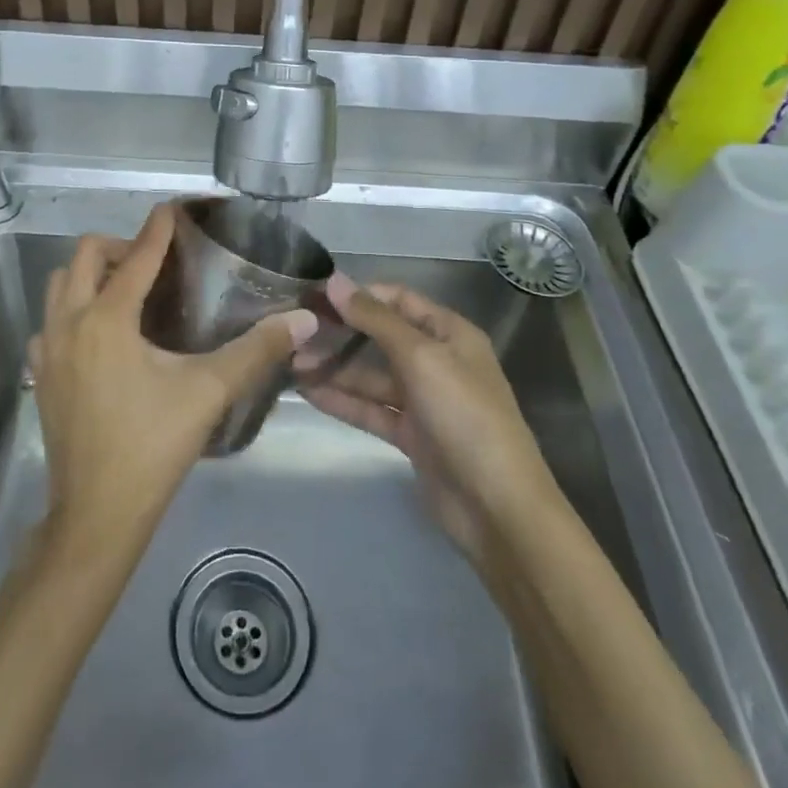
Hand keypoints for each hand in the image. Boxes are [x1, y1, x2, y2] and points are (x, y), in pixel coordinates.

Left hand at [30, 204, 315, 554]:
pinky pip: (49, 322)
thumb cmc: (152, 447)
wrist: (96, 516)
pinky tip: (99, 336)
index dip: (158, 229)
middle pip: (83, 256)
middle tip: (153, 262)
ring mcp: (47, 349)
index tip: (173, 209)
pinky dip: (71, 311)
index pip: (136, 256)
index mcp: (107, 319)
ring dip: (89, 275)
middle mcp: (69, 322)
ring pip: (59, 285)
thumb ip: (256, 351)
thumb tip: (303, 319)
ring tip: (125, 291)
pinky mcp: (39, 375)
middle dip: (118, 246)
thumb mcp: (208, 393)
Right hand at [298, 277, 557, 563]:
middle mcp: (437, 361)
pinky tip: (307, 392)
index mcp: (449, 333)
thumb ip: (375, 319)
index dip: (359, 294)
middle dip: (340, 333)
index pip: (398, 300)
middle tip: (295, 330)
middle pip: (381, 337)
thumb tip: (334, 281)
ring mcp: (424, 400)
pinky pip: (371, 409)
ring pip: (372, 376)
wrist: (497, 507)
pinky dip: (343, 400)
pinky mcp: (411, 436)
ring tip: (291, 362)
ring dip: (335, 369)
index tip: (315, 294)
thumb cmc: (464, 414)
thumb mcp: (420, 357)